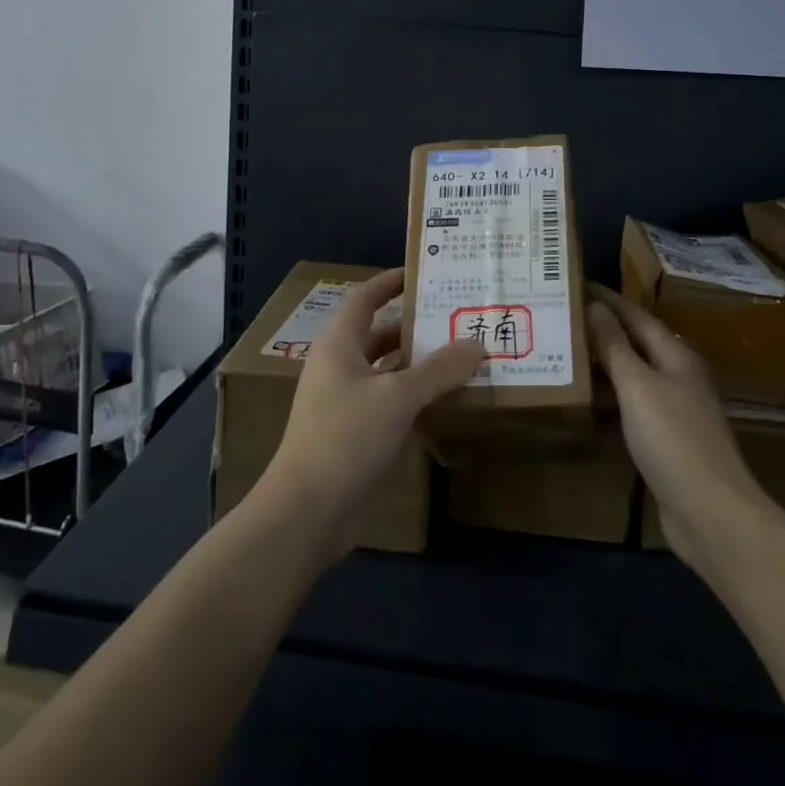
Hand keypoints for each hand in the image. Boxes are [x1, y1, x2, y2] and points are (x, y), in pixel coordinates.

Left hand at [256, 268, 483, 550]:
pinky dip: (414, 397)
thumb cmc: (345, 438)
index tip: (424, 272)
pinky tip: (446, 401)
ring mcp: (344, 402)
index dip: (391, 282)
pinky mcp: (353, 435)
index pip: (366, 298)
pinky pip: (389, 403)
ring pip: (387, 371)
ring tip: (462, 356)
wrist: (306, 513)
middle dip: (416, 326)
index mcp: (339, 344)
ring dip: (419, 365)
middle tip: (457, 318)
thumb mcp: (397, 397)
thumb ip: (439, 370)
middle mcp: (339, 366)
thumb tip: (477, 344)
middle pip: (380, 334)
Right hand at [589, 285, 777, 573]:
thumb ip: (615, 346)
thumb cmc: (673, 439)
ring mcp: (676, 410)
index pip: (637, 316)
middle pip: (638, 344)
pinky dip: (610, 398)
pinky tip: (587, 403)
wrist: (710, 512)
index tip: (578, 283)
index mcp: (677, 356)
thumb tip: (596, 306)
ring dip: (605, 364)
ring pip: (634, 376)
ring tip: (568, 353)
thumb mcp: (637, 386)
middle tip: (566, 317)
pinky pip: (633, 406)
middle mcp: (679, 376)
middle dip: (605, 329)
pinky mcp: (668, 441)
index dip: (609, 300)